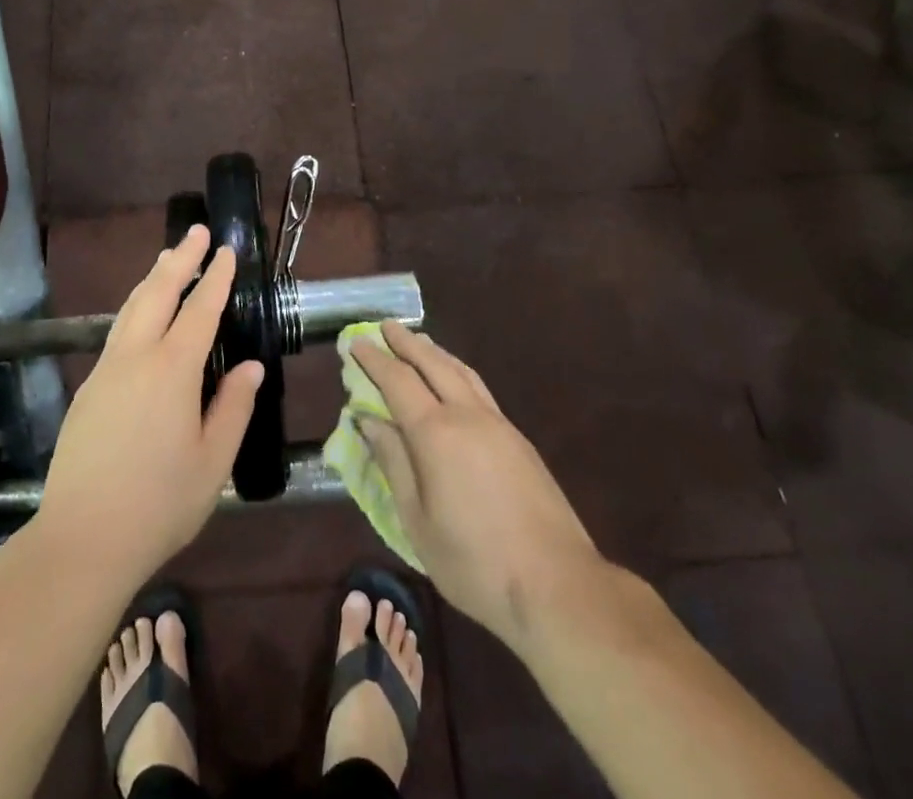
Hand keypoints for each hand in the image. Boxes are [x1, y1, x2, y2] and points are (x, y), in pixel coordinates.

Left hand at [36, 226, 263, 583]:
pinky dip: (135, 306)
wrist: (82, 539)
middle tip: (196, 230)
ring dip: (153, 278)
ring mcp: (106, 370)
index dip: (216, 277)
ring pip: (131, 307)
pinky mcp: (88, 388)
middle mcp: (136, 357)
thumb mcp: (213, 462)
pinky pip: (117, 331)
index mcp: (172, 370)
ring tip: (168, 258)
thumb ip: (234, 407)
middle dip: (180, 258)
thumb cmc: (159, 504)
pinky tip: (141, 314)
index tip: (227, 249)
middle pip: (158, 291)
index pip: (200, 309)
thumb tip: (252, 367)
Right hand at [354, 322, 611, 658]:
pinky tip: (454, 380)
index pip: (397, 380)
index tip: (355, 342)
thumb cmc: (475, 562)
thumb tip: (368, 420)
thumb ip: (393, 463)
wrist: (558, 585)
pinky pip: (478, 388)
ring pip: (461, 371)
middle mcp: (467, 415)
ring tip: (418, 342)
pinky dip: (457, 371)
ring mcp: (498, 424)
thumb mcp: (417, 521)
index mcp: (436, 433)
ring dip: (435, 352)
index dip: (374, 360)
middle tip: (385, 326)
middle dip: (405, 343)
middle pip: (432, 364)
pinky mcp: (519, 440)